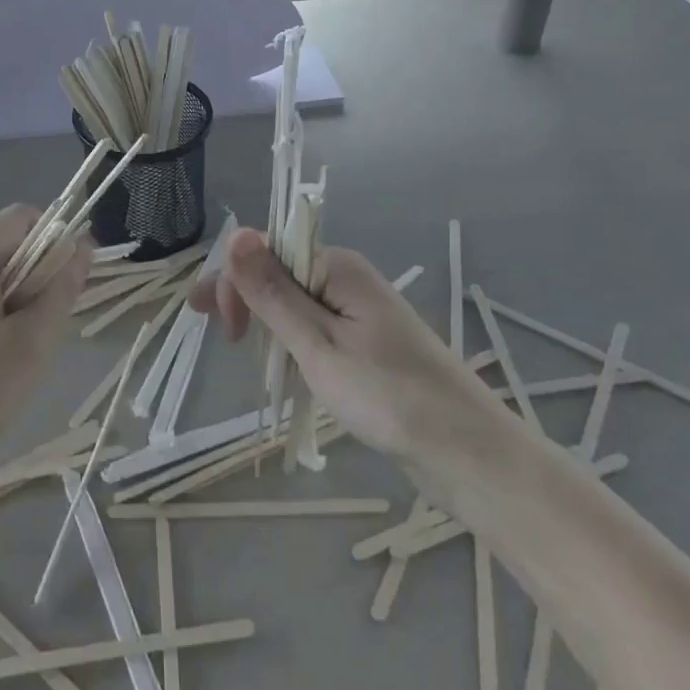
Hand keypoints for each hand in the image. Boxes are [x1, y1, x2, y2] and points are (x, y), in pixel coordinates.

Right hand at [191, 229, 509, 502]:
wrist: (469, 454)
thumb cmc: (389, 397)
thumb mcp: (318, 345)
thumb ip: (272, 292)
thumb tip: (237, 234)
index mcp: (336, 267)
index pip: (266, 252)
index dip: (235, 281)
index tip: (220, 327)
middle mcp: (347, 278)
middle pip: (278, 273)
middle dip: (246, 300)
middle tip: (225, 341)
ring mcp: (360, 311)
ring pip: (294, 302)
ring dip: (267, 322)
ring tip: (246, 352)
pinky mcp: (367, 342)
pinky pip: (315, 326)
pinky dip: (292, 342)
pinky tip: (283, 363)